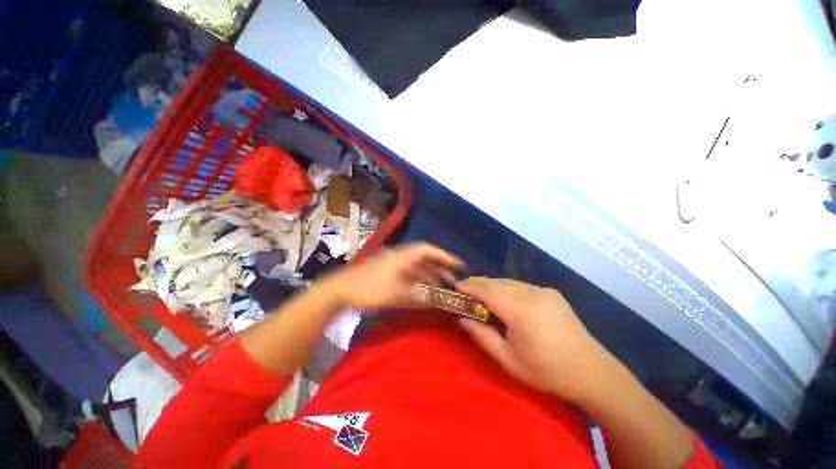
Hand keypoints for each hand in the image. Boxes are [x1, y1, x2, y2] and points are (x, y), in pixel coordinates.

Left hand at [319, 243, 460, 311]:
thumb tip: (433, 299)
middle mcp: (401, 258)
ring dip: (432, 276)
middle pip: (426, 259)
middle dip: (441, 268)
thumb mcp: (393, 293)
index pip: (428, 250)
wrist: (341, 290)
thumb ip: (415, 296)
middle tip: (454, 280)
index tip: (458, 264)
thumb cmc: (367, 288)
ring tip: (444, 288)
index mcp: (403, 257)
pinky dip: (420, 283)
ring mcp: (395, 266)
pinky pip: (411, 276)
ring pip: (419, 269)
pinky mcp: (390, 275)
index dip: (444, 256)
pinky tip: (426, 292)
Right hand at [457, 278, 608, 403]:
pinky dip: (507, 288)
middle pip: (497, 282)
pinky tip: (504, 298)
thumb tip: (462, 317)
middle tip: (464, 289)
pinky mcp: (551, 292)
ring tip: (480, 293)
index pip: (488, 291)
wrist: (591, 371)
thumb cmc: (546, 371)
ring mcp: (544, 291)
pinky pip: (521, 285)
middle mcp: (532, 294)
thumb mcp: (508, 360)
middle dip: (478, 284)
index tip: (456, 287)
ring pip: (508, 282)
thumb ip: (482, 336)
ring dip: (492, 285)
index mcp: (521, 312)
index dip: (470, 286)